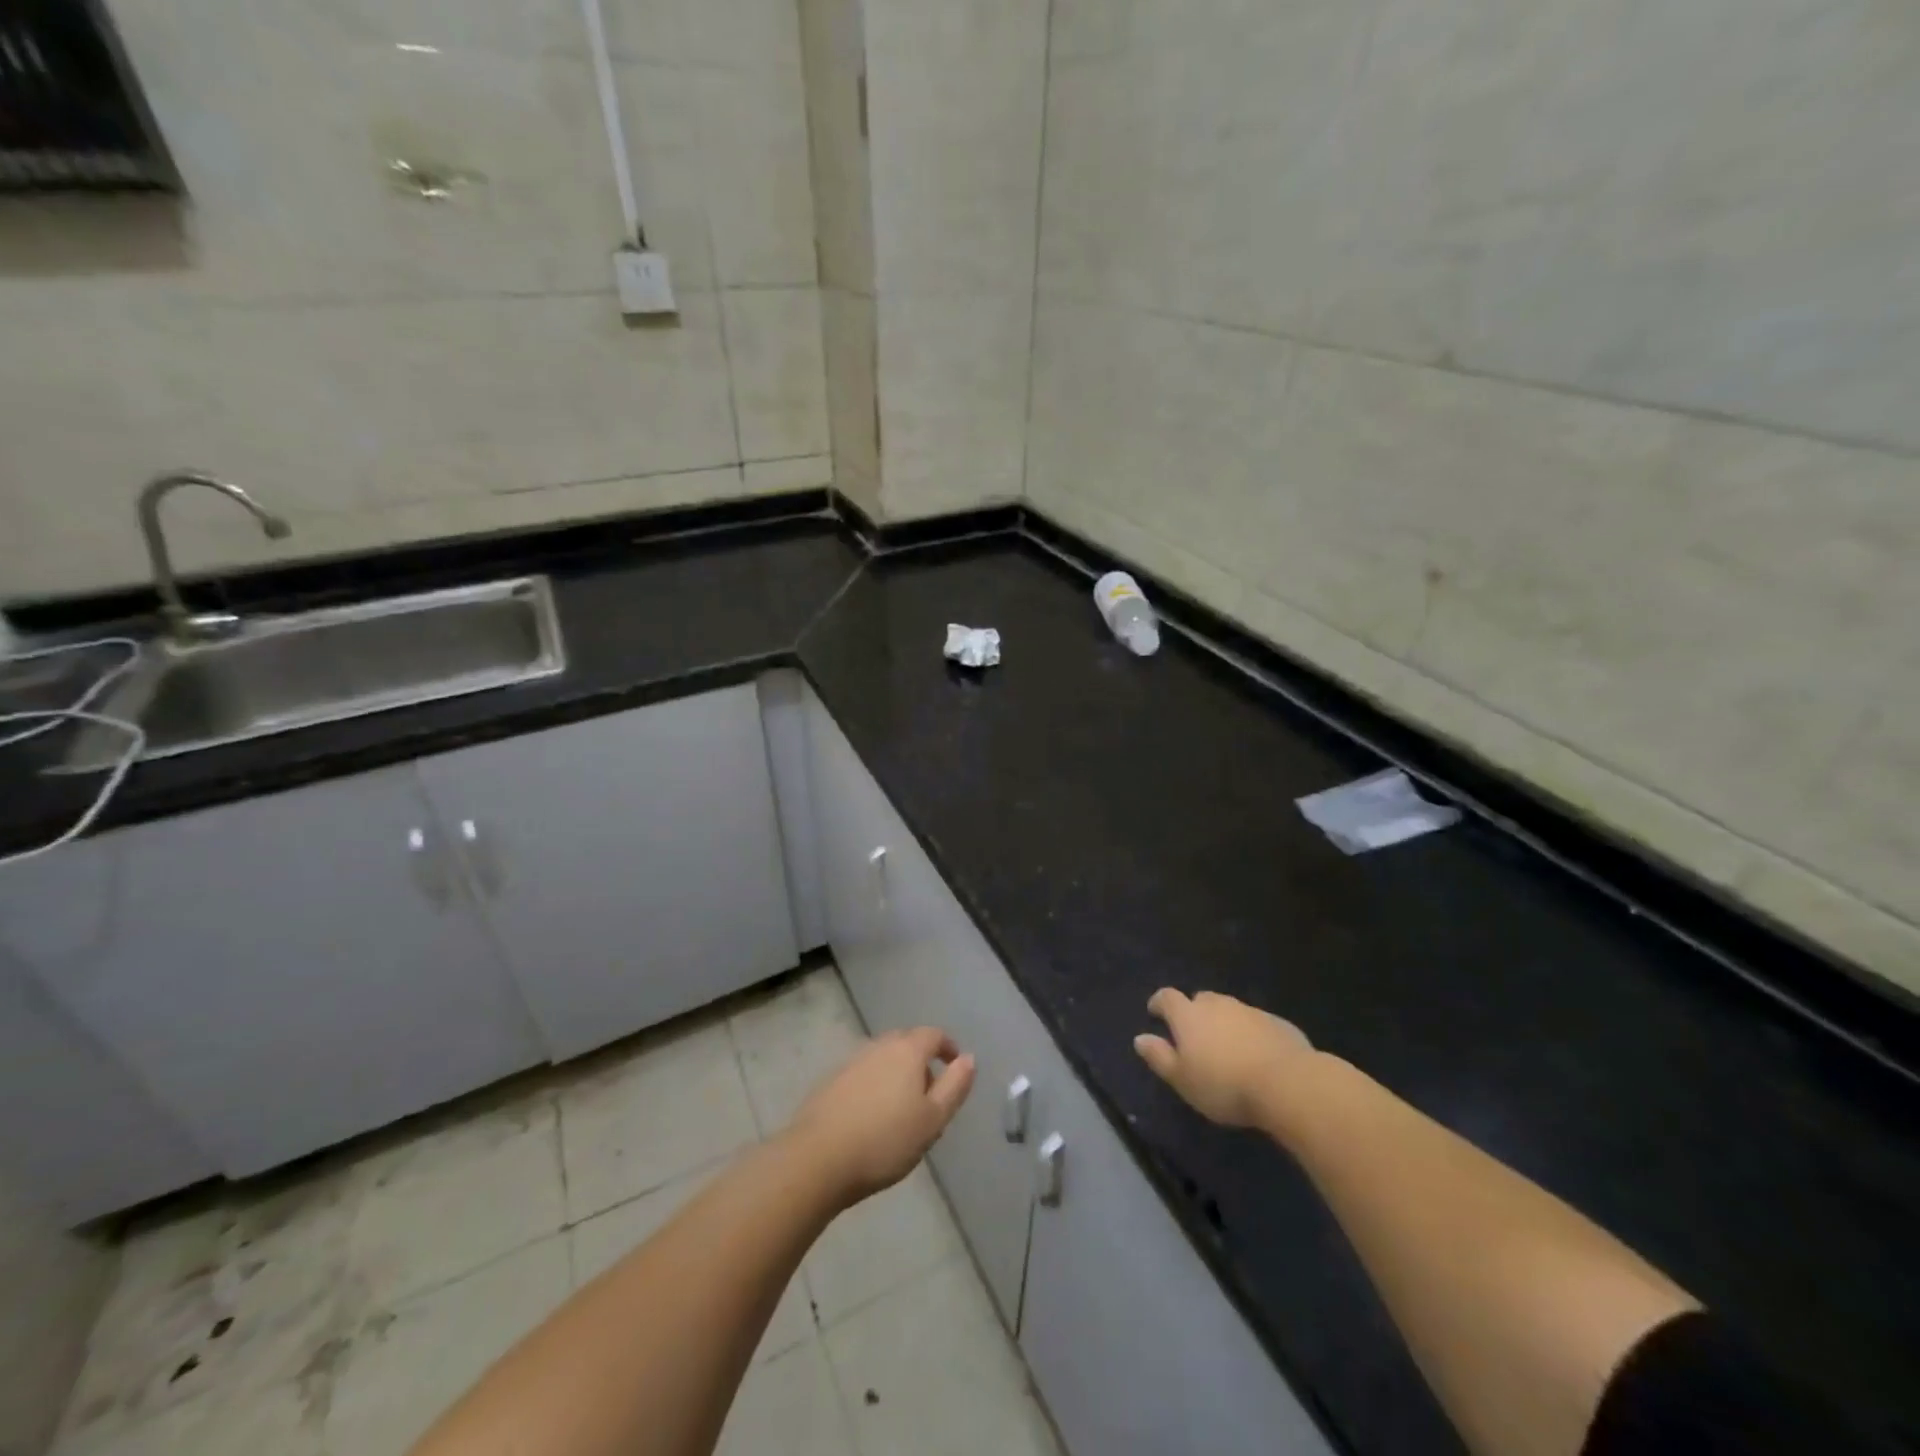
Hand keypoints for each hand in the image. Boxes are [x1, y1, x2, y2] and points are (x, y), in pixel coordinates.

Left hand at [787, 1027, 975, 1204]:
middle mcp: (878, 1046)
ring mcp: (851, 1062)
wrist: (818, 1159)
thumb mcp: (932, 1120)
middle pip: (906, 1042)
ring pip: (883, 1058)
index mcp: (906, 1050)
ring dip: (897, 1073)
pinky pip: (863, 1074)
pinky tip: (873, 1116)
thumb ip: (954, 1086)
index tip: (955, 1065)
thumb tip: (969, 1058)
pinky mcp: (831, 1082)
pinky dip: (875, 1085)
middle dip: (922, 1061)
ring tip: (902, 1109)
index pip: (933, 1035)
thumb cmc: (885, 1140)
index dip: (948, 1047)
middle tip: (930, 1093)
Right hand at [1134, 988, 1312, 1127]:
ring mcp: (1250, 1011)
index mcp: (1189, 1015)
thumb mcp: (1182, 1079)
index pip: (1167, 997)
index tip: (1155, 1013)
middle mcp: (1217, 1005)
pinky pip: (1256, 1023)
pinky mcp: (1278, 1023)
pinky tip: (1256, 1055)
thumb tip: (1140, 1038)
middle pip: (1200, 999)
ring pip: (1230, 1010)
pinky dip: (1250, 1033)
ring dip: (1224, 1022)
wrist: (1287, 1083)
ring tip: (1227, 1048)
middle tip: (1194, 1036)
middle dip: (1194, 1012)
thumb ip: (1159, 1057)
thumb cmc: (1224, 1084)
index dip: (1159, 1003)